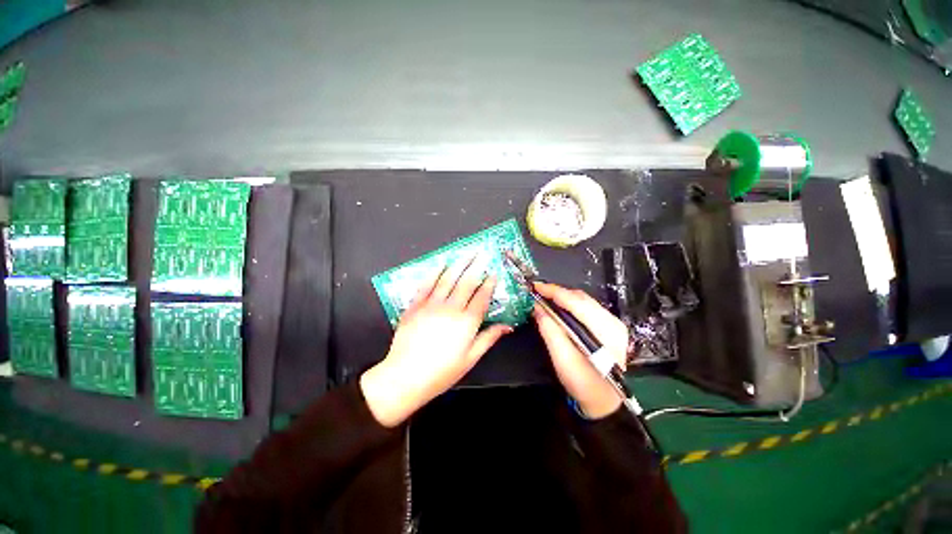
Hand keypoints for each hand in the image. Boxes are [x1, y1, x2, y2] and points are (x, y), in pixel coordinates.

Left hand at [360, 254, 512, 426]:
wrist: (405, 377)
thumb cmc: (442, 371)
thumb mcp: (470, 358)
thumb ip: (489, 338)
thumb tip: (507, 326)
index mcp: (467, 321)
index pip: (482, 296)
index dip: (489, 283)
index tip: (494, 273)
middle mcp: (451, 308)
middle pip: (466, 282)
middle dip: (476, 265)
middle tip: (481, 252)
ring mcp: (431, 304)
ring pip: (447, 278)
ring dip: (458, 264)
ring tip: (465, 253)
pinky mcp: (415, 305)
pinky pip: (427, 284)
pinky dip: (434, 272)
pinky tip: (440, 264)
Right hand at [533, 282, 628, 418]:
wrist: (604, 402)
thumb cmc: (583, 384)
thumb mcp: (562, 359)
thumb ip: (550, 331)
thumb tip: (537, 307)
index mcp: (605, 330)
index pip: (575, 302)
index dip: (553, 292)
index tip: (535, 286)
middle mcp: (612, 322)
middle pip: (580, 298)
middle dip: (557, 293)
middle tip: (537, 293)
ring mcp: (613, 323)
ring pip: (583, 301)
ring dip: (563, 298)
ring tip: (544, 298)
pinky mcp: (609, 326)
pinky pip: (586, 308)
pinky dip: (570, 305)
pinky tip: (558, 308)